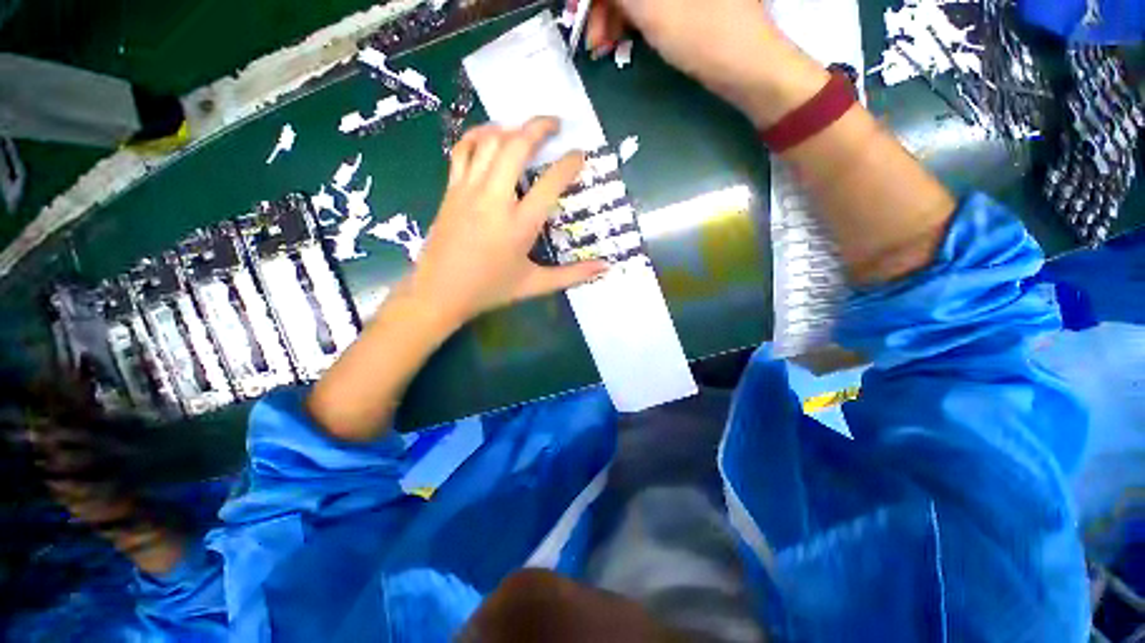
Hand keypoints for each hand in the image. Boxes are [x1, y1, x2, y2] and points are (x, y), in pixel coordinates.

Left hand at [406, 117, 606, 325]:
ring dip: (511, 127)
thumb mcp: (535, 285)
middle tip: (556, 124)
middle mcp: (495, 200)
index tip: (580, 154)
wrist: (439, 293)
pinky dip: (478, 135)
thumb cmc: (490, 290)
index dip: (569, 163)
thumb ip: (573, 275)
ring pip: (489, 142)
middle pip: (516, 147)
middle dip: (539, 127)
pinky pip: (463, 150)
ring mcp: (469, 190)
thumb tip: (606, 268)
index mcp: (519, 225)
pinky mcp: (451, 190)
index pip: (550, 183)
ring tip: (527, 129)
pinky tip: (490, 135)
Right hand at [580, 0, 827, 128]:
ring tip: (604, 48)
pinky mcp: (688, 2)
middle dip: (603, 5)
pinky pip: (649, 4)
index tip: (577, 13)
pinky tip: (621, 39)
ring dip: (614, 16)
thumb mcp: (652, 9)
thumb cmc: (702, 35)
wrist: (747, 68)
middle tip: (591, 39)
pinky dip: (631, 20)